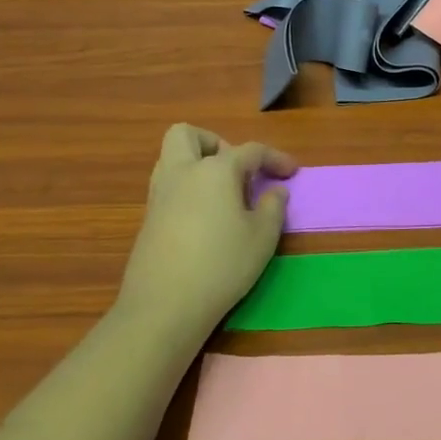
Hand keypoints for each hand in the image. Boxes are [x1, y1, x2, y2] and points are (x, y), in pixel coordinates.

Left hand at [117, 124, 296, 335]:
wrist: (165, 305)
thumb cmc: (222, 264)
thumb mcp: (263, 237)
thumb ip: (273, 207)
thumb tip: (275, 190)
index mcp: (215, 170)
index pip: (250, 150)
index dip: (275, 158)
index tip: (292, 172)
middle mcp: (182, 172)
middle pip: (188, 135)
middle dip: (216, 143)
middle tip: (239, 172)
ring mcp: (159, 194)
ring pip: (172, 158)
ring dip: (197, 164)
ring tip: (224, 194)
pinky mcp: (148, 218)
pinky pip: (168, 185)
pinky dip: (188, 189)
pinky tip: (206, 218)